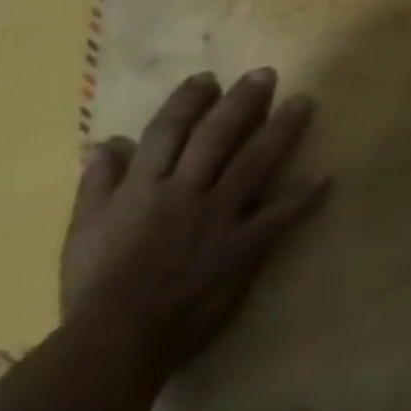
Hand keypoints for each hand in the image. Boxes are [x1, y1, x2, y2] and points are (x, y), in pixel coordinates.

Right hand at [61, 69, 329, 364]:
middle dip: (243, 101)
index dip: (188, 101)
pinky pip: (281, 215)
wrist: (114, 337)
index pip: (167, 132)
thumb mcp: (82, 231)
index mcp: (143, 188)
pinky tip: (327, 178)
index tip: (208, 78)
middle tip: (268, 73)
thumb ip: (98, 185)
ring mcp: (218, 215)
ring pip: (255, 161)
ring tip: (305, 102)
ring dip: (282, 129)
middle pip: (218, 135)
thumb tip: (105, 142)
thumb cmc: (94, 286)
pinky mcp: (244, 243)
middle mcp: (184, 192)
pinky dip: (305, 197)